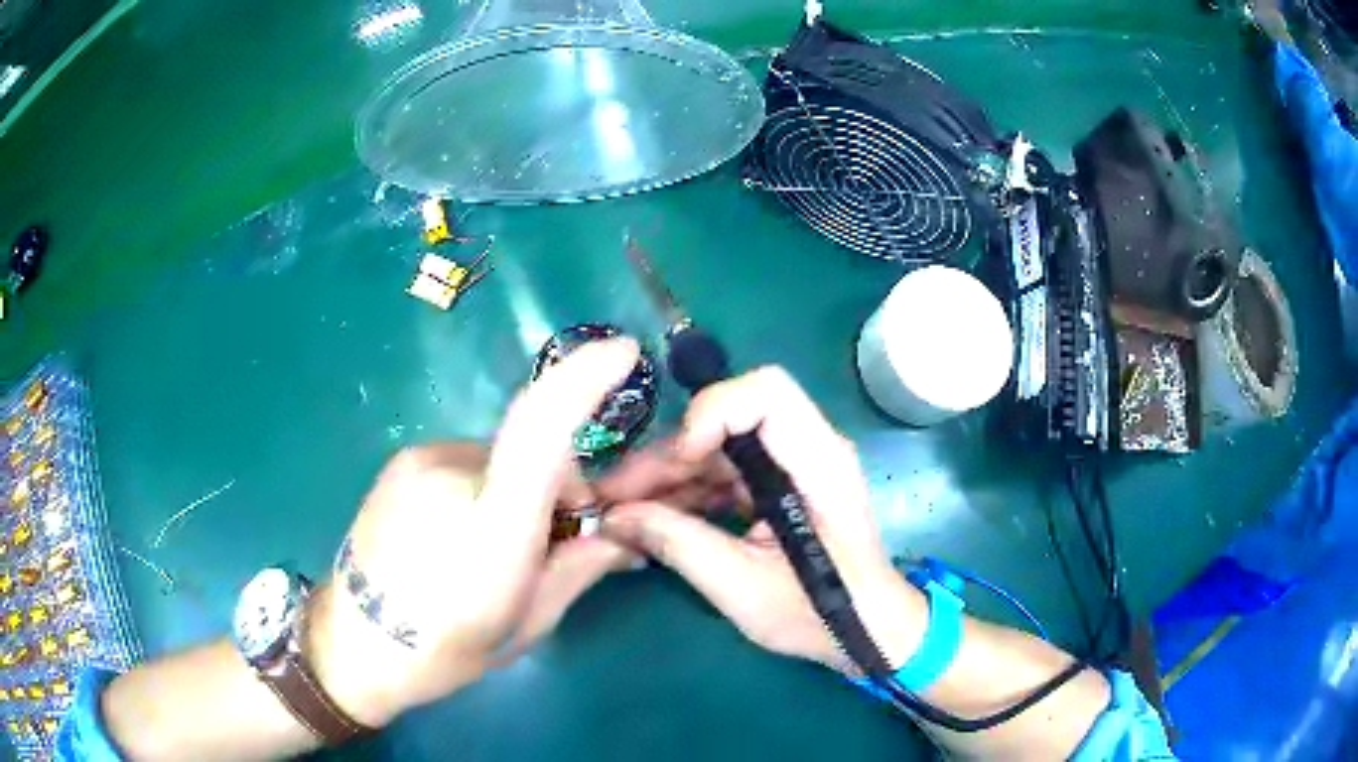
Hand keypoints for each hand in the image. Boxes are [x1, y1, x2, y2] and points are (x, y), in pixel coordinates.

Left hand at [310, 339, 642, 726]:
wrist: (355, 644)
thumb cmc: (447, 648)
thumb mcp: (529, 621)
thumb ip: (582, 567)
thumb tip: (626, 535)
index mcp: (492, 525)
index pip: (540, 429)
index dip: (584, 380)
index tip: (624, 352)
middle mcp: (452, 474)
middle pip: (534, 449)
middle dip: (561, 486)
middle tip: (554, 543)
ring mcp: (420, 461)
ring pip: (501, 458)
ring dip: (518, 489)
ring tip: (493, 547)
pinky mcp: (403, 461)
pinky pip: (467, 461)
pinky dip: (484, 485)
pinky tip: (458, 533)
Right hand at [601, 367, 926, 674]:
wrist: (866, 632)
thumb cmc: (821, 614)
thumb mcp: (744, 588)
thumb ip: (680, 545)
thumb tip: (614, 518)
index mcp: (818, 461)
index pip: (766, 391)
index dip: (713, 412)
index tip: (680, 461)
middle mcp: (806, 449)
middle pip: (727, 422)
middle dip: (668, 456)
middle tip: (616, 496)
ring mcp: (789, 468)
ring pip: (716, 449)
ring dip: (667, 478)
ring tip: (620, 513)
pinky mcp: (776, 487)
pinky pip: (721, 475)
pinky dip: (685, 494)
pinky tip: (651, 521)